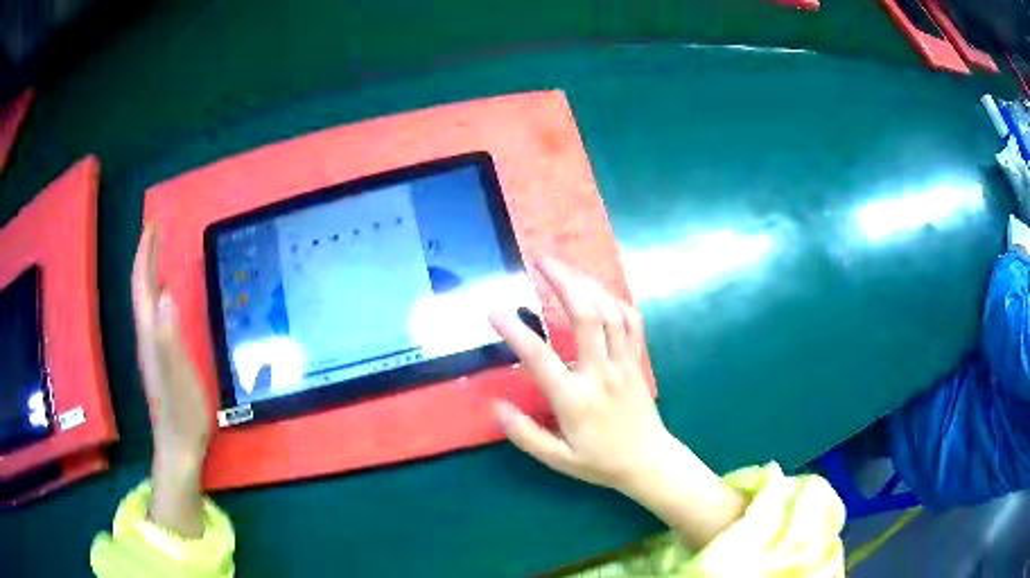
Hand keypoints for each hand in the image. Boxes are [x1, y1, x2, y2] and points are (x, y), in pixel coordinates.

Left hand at [132, 224, 210, 536]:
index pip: (142, 285)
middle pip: (142, 290)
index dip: (145, 254)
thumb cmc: (182, 413)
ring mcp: (152, 349)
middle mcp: (146, 336)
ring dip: (150, 274)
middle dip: (146, 258)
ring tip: (159, 255)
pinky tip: (166, 298)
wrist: (178, 448)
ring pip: (146, 302)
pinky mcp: (160, 360)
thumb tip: (166, 293)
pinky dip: (157, 296)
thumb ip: (170, 336)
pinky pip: (154, 316)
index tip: (153, 225)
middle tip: (156, 231)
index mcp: (150, 334)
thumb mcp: (179, 375)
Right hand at [490, 257, 666, 490]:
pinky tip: (598, 292)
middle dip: (562, 281)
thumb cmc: (600, 462)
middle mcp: (600, 373)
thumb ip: (525, 434)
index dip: (514, 331)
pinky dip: (614, 300)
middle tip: (540, 260)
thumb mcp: (557, 459)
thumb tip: (495, 405)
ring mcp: (623, 364)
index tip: (493, 310)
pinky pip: (631, 322)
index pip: (539, 358)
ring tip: (564, 268)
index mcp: (575, 399)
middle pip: (584, 316)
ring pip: (609, 312)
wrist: (649, 463)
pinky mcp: (637, 361)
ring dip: (587, 284)